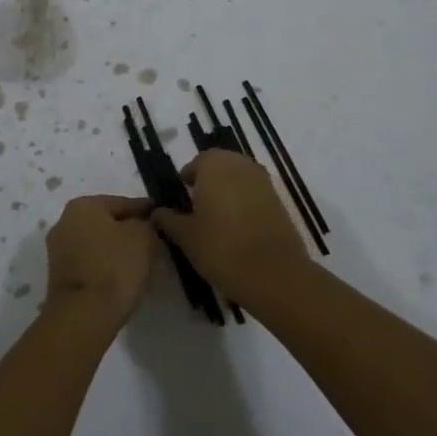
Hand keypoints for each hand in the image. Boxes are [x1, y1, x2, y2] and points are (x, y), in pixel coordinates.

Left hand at [44, 194, 157, 327]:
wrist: (83, 316)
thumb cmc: (115, 267)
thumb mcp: (143, 238)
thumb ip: (147, 224)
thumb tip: (143, 224)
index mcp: (83, 205)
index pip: (122, 202)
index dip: (145, 210)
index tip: (161, 217)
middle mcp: (64, 222)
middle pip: (106, 222)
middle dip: (128, 230)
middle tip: (153, 241)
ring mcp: (58, 250)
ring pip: (97, 243)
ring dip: (116, 250)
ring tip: (140, 262)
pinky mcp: (59, 276)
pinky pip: (90, 263)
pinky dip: (105, 266)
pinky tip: (122, 277)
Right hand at [151, 150, 308, 297]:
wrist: (274, 273)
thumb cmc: (221, 247)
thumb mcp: (186, 236)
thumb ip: (169, 220)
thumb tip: (157, 212)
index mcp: (214, 165)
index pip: (197, 162)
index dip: (188, 178)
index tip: (182, 195)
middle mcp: (240, 165)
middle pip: (221, 166)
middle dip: (209, 181)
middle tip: (198, 205)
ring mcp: (263, 181)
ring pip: (239, 178)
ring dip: (228, 190)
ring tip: (217, 217)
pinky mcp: (279, 201)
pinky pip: (255, 193)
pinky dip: (245, 202)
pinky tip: (238, 226)